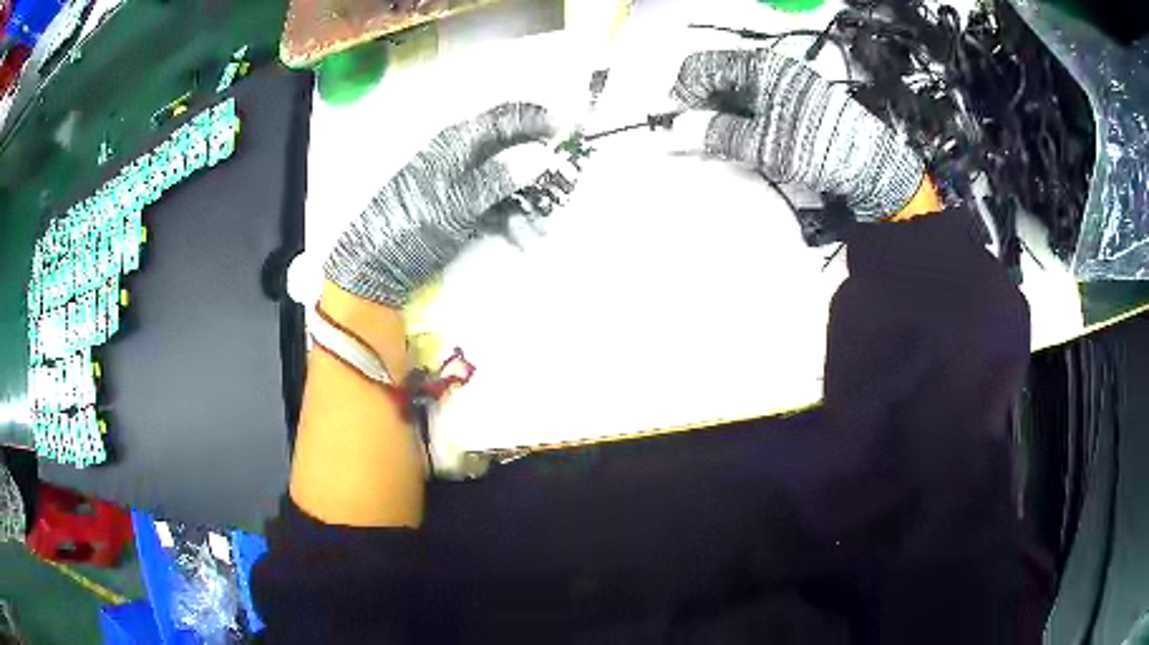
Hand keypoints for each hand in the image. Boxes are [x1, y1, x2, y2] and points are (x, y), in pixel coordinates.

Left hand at [324, 102, 558, 306]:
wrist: (374, 267)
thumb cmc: (410, 228)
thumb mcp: (455, 204)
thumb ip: (497, 178)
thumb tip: (540, 155)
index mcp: (458, 143)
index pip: (507, 117)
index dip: (541, 120)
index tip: (572, 132)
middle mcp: (462, 156)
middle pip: (513, 150)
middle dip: (541, 171)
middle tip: (564, 191)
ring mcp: (462, 183)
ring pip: (508, 182)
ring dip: (529, 203)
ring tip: (541, 232)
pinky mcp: (460, 208)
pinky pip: (495, 205)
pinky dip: (511, 219)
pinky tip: (523, 239)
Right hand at [670, 48, 923, 217]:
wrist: (870, 164)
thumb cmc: (816, 146)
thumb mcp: (762, 144)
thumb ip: (716, 134)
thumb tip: (673, 132)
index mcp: (757, 66)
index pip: (700, 67)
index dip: (681, 94)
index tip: (673, 123)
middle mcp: (768, 68)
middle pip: (716, 78)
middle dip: (699, 106)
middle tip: (694, 138)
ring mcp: (782, 83)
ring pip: (734, 92)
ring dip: (719, 115)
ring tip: (719, 144)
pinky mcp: (794, 100)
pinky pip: (754, 102)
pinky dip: (740, 119)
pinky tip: (743, 139)